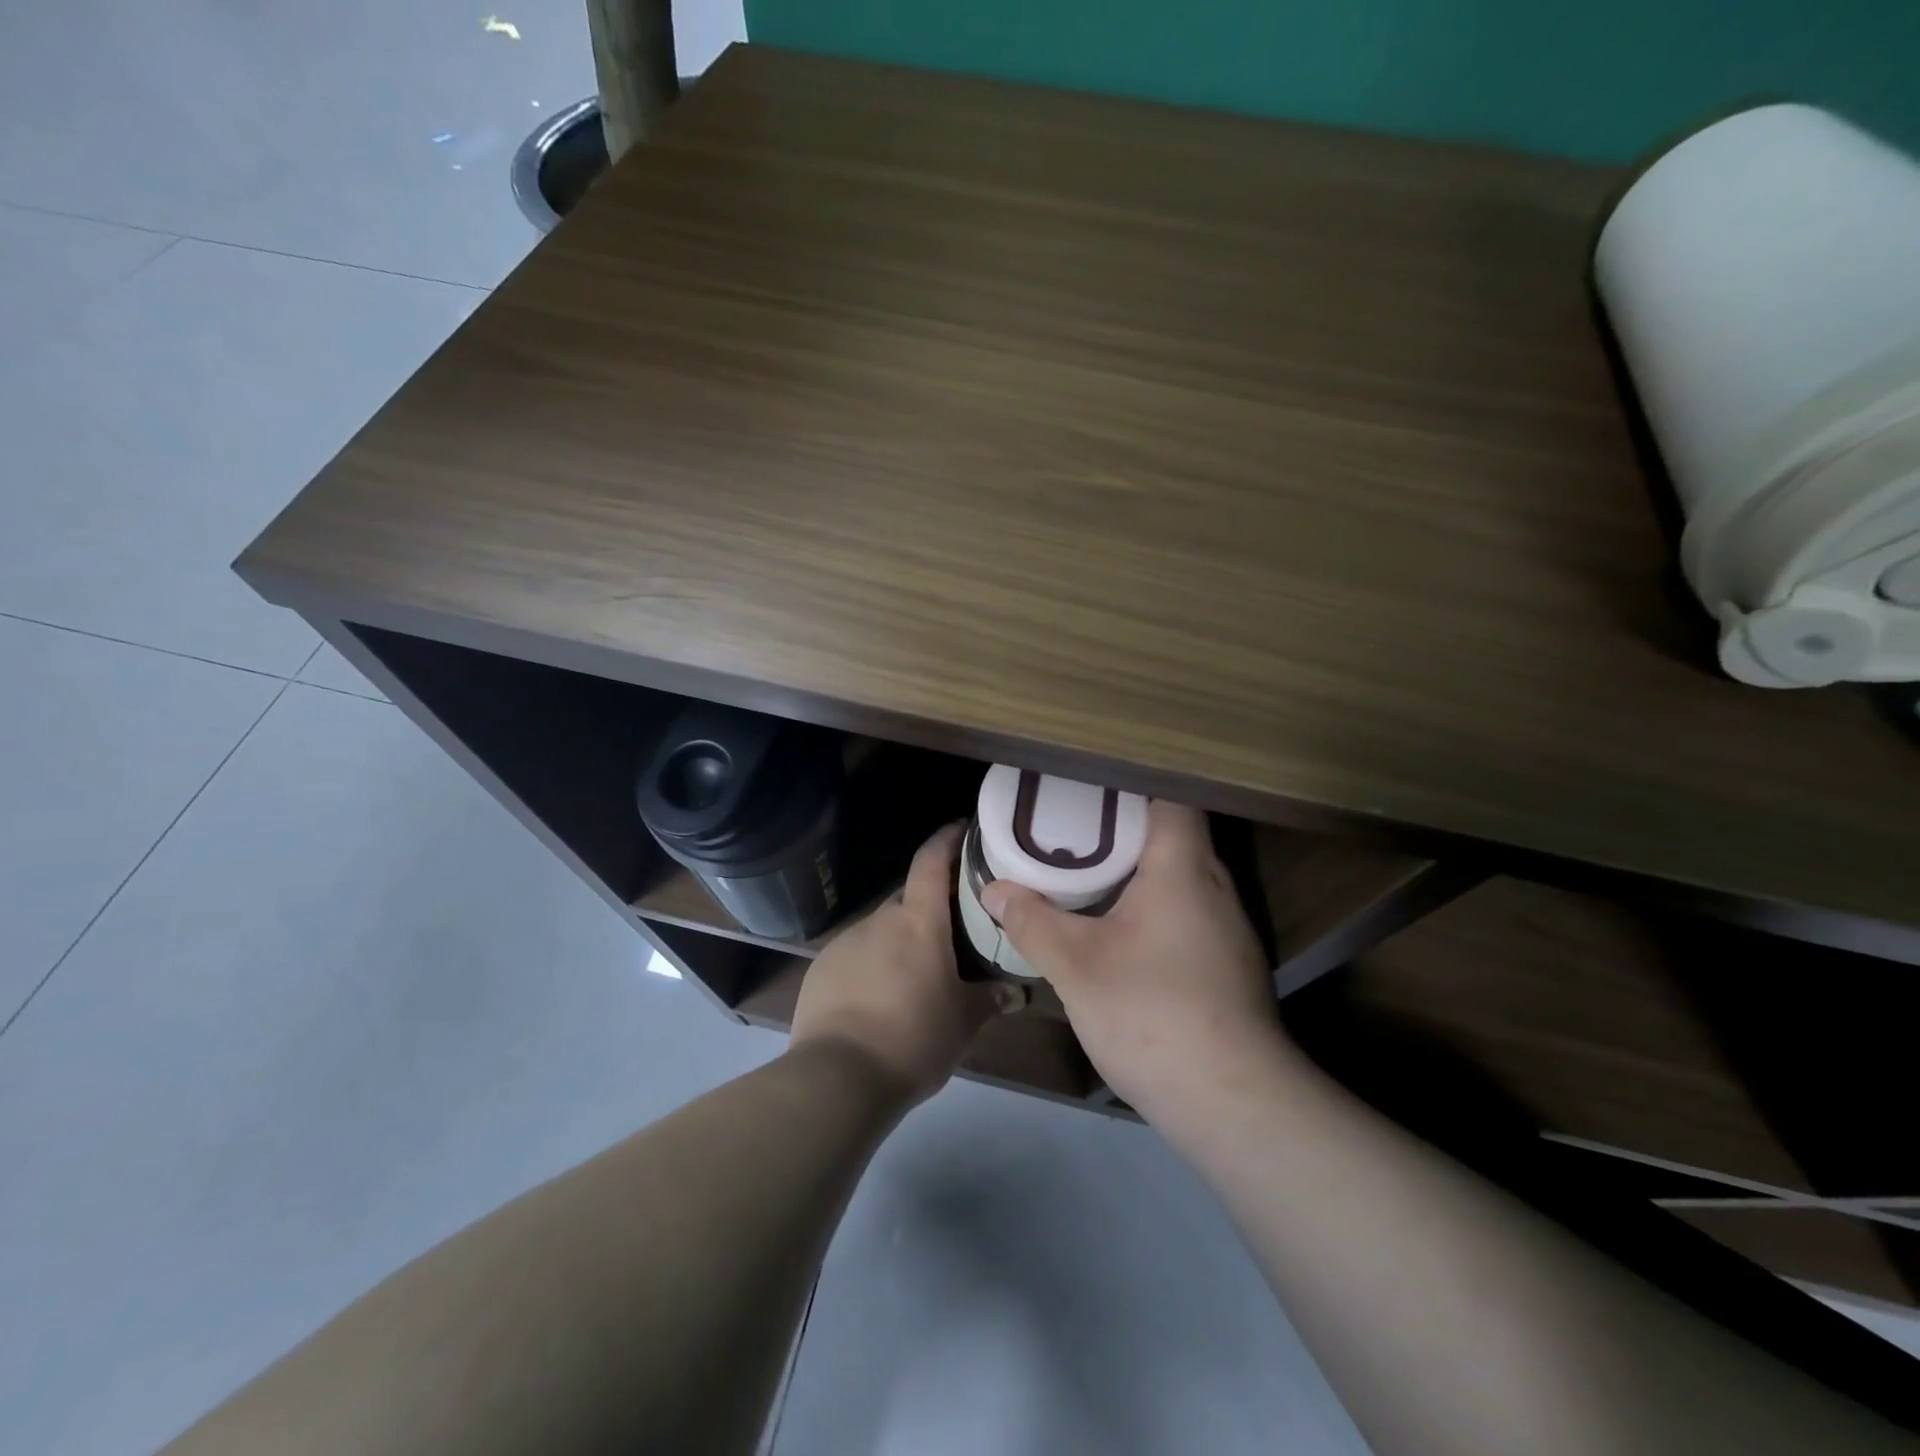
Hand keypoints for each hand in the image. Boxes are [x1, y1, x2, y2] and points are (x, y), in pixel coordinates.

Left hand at [792, 824, 1023, 1105]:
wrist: (838, 1077)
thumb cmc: (913, 1039)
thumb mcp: (962, 1023)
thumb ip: (991, 1000)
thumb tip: (1018, 993)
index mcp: (918, 921)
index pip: (931, 861)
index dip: (947, 839)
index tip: (962, 829)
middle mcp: (880, 920)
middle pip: (909, 898)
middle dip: (930, 907)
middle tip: (953, 930)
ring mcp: (846, 941)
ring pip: (882, 928)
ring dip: (900, 940)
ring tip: (916, 973)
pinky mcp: (821, 967)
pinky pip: (856, 953)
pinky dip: (872, 963)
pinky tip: (879, 997)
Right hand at [980, 801, 1288, 1122]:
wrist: (1231, 1101)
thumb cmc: (1151, 1013)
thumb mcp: (1075, 965)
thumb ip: (1032, 920)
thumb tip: (994, 889)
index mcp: (1183, 867)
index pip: (1170, 796)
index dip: (1130, 785)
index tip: (1086, 789)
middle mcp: (1215, 885)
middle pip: (1173, 833)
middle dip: (1122, 826)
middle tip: (1070, 826)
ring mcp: (1229, 927)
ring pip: (1181, 874)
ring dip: (1138, 868)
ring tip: (1087, 870)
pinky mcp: (1229, 961)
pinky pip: (1188, 909)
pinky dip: (1154, 903)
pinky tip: (1120, 927)